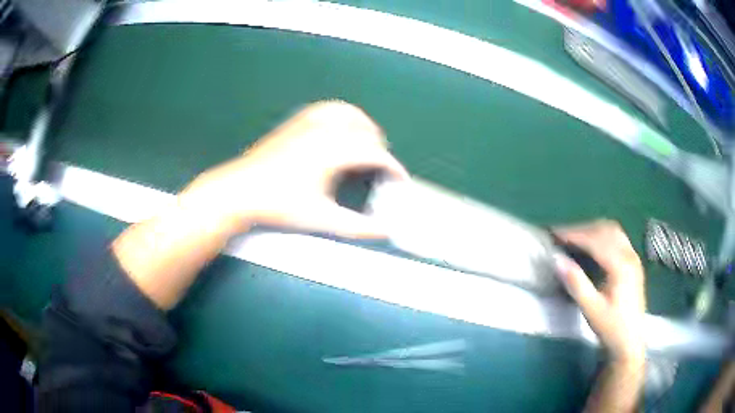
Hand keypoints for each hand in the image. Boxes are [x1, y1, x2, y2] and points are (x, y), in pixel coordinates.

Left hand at [179, 100, 408, 237]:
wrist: (240, 192)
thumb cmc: (279, 205)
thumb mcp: (321, 218)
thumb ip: (356, 227)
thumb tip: (383, 231)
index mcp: (334, 152)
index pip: (375, 153)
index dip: (393, 167)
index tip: (401, 180)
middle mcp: (324, 131)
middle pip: (365, 130)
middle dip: (380, 149)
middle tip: (380, 171)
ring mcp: (308, 123)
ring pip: (348, 113)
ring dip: (363, 127)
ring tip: (365, 145)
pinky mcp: (295, 122)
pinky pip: (326, 109)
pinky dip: (341, 115)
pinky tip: (339, 128)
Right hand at [553, 220, 645, 364]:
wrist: (630, 342)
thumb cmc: (611, 328)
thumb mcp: (591, 310)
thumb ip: (576, 283)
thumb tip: (556, 259)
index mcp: (621, 265)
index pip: (595, 240)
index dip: (574, 234)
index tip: (554, 234)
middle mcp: (629, 255)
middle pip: (605, 230)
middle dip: (582, 230)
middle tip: (561, 236)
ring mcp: (633, 257)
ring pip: (612, 231)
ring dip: (592, 230)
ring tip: (574, 239)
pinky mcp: (633, 263)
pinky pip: (617, 238)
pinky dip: (602, 236)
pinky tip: (593, 247)